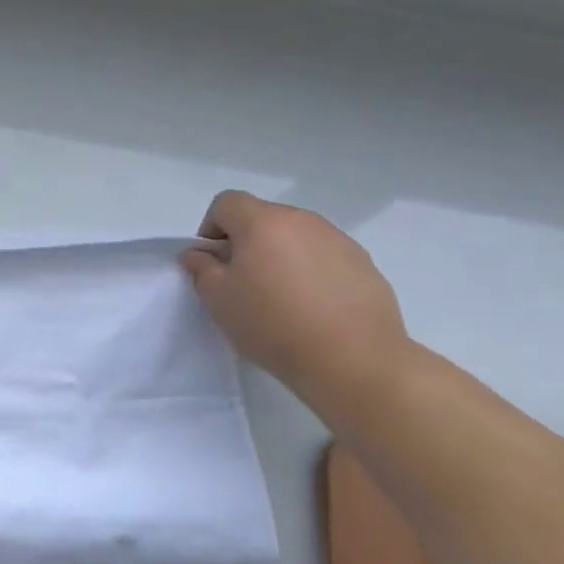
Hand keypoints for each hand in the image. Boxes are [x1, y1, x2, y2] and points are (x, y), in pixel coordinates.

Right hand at [182, 191, 409, 397]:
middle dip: (247, 243)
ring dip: (281, 256)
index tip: (213, 262)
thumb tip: (199, 254)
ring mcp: (338, 240)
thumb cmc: (273, 325)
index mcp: (262, 222)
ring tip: (283, 299)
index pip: (227, 202)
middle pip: (263, 218)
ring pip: (296, 237)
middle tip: (244, 284)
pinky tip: (314, 309)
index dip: (212, 227)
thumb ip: (202, 269)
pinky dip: (312, 272)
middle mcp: (302, 220)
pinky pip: (325, 257)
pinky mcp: (364, 264)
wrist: (354, 361)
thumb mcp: (219, 301)